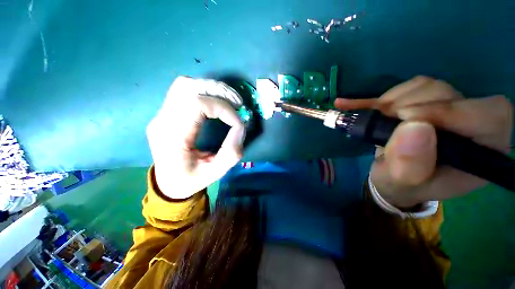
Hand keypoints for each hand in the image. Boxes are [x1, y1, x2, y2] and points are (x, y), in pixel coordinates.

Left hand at [147, 76, 245, 198]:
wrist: (167, 183)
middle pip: (189, 88)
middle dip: (219, 93)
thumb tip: (241, 126)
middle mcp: (162, 120)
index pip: (197, 104)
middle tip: (238, 104)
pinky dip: (204, 91)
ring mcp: (161, 114)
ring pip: (185, 84)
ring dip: (212, 89)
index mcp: (172, 138)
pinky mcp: (165, 112)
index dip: (223, 109)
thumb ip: (232, 151)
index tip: (238, 122)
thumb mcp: (216, 172)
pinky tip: (216, 102)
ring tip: (229, 102)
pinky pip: (184, 91)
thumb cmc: (191, 180)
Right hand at [335, 76, 512, 207]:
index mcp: (480, 152)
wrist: (391, 175)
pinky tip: (353, 104)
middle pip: (450, 95)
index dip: (451, 111)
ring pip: (427, 86)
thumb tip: (414, 126)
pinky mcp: (424, 101)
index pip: (489, 115)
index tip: (406, 119)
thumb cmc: (401, 185)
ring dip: (393, 100)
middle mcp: (469, 125)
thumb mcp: (401, 183)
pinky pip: (407, 87)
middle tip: (383, 120)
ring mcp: (446, 109)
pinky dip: (378, 97)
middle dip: (411, 105)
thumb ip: (409, 165)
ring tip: (374, 117)